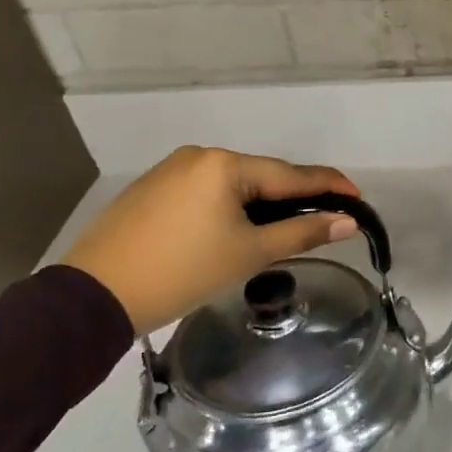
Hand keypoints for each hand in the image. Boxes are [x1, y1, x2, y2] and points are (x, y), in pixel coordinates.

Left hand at [61, 146, 361, 333]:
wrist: (93, 296)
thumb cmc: (181, 272)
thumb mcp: (248, 253)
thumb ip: (302, 232)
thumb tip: (347, 222)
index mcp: (225, 164)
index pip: (291, 174)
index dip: (328, 186)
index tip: (358, 196)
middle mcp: (199, 155)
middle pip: (261, 177)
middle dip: (291, 198)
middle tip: (321, 220)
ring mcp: (171, 170)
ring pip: (231, 185)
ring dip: (258, 205)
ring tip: (277, 231)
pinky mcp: (151, 189)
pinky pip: (204, 192)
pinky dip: (226, 208)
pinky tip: (230, 231)